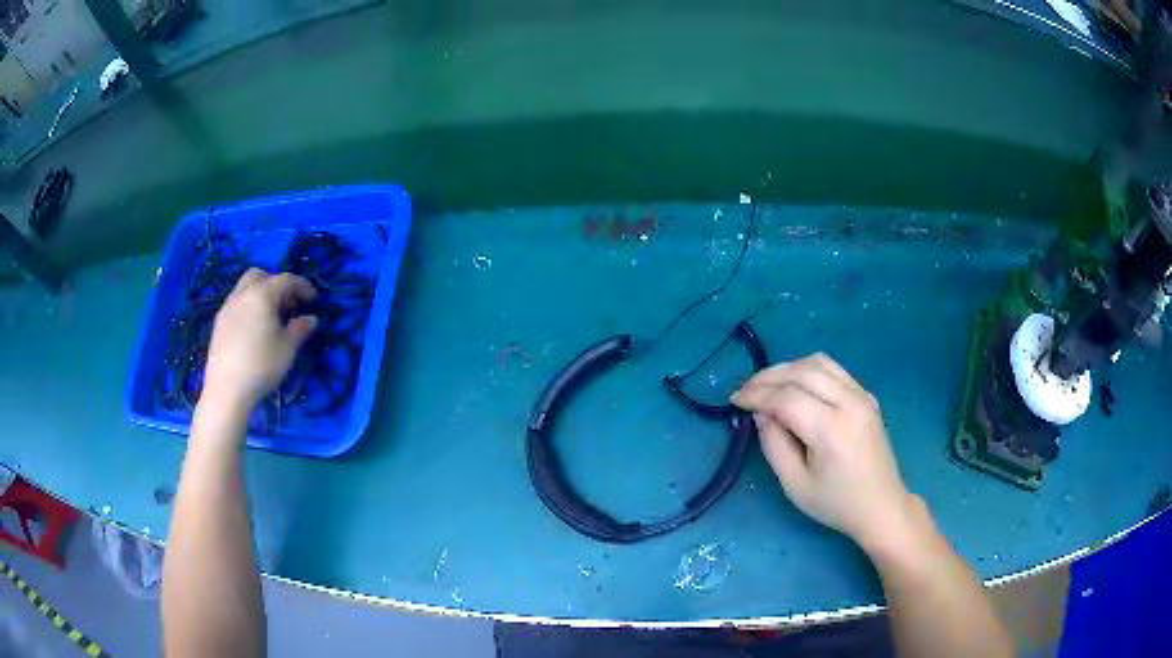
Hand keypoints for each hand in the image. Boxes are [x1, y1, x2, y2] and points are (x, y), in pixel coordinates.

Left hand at [203, 268, 317, 409]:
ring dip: (261, 294)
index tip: (313, 299)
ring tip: (271, 317)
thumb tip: (310, 319)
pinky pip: (237, 303)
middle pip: (261, 275)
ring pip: (245, 288)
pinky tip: (254, 329)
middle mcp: (243, 294)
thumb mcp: (287, 349)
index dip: (302, 286)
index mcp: (262, 295)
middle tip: (288, 303)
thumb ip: (300, 329)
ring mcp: (228, 307)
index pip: (286, 280)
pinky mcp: (219, 322)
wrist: (226, 389)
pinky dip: (249, 306)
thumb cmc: (261, 366)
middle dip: (276, 283)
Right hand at [731, 353, 918, 551]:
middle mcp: (849, 403)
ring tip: (766, 385)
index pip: (787, 398)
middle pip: (801, 372)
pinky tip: (794, 385)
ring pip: (818, 363)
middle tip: (745, 390)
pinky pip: (833, 369)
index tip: (734, 401)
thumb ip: (774, 446)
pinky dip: (807, 370)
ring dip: (787, 368)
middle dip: (767, 377)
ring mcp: (862, 395)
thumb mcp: (795, 485)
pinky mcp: (866, 395)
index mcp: (831, 430)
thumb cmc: (836, 503)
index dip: (757, 395)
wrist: (881, 505)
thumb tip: (762, 414)